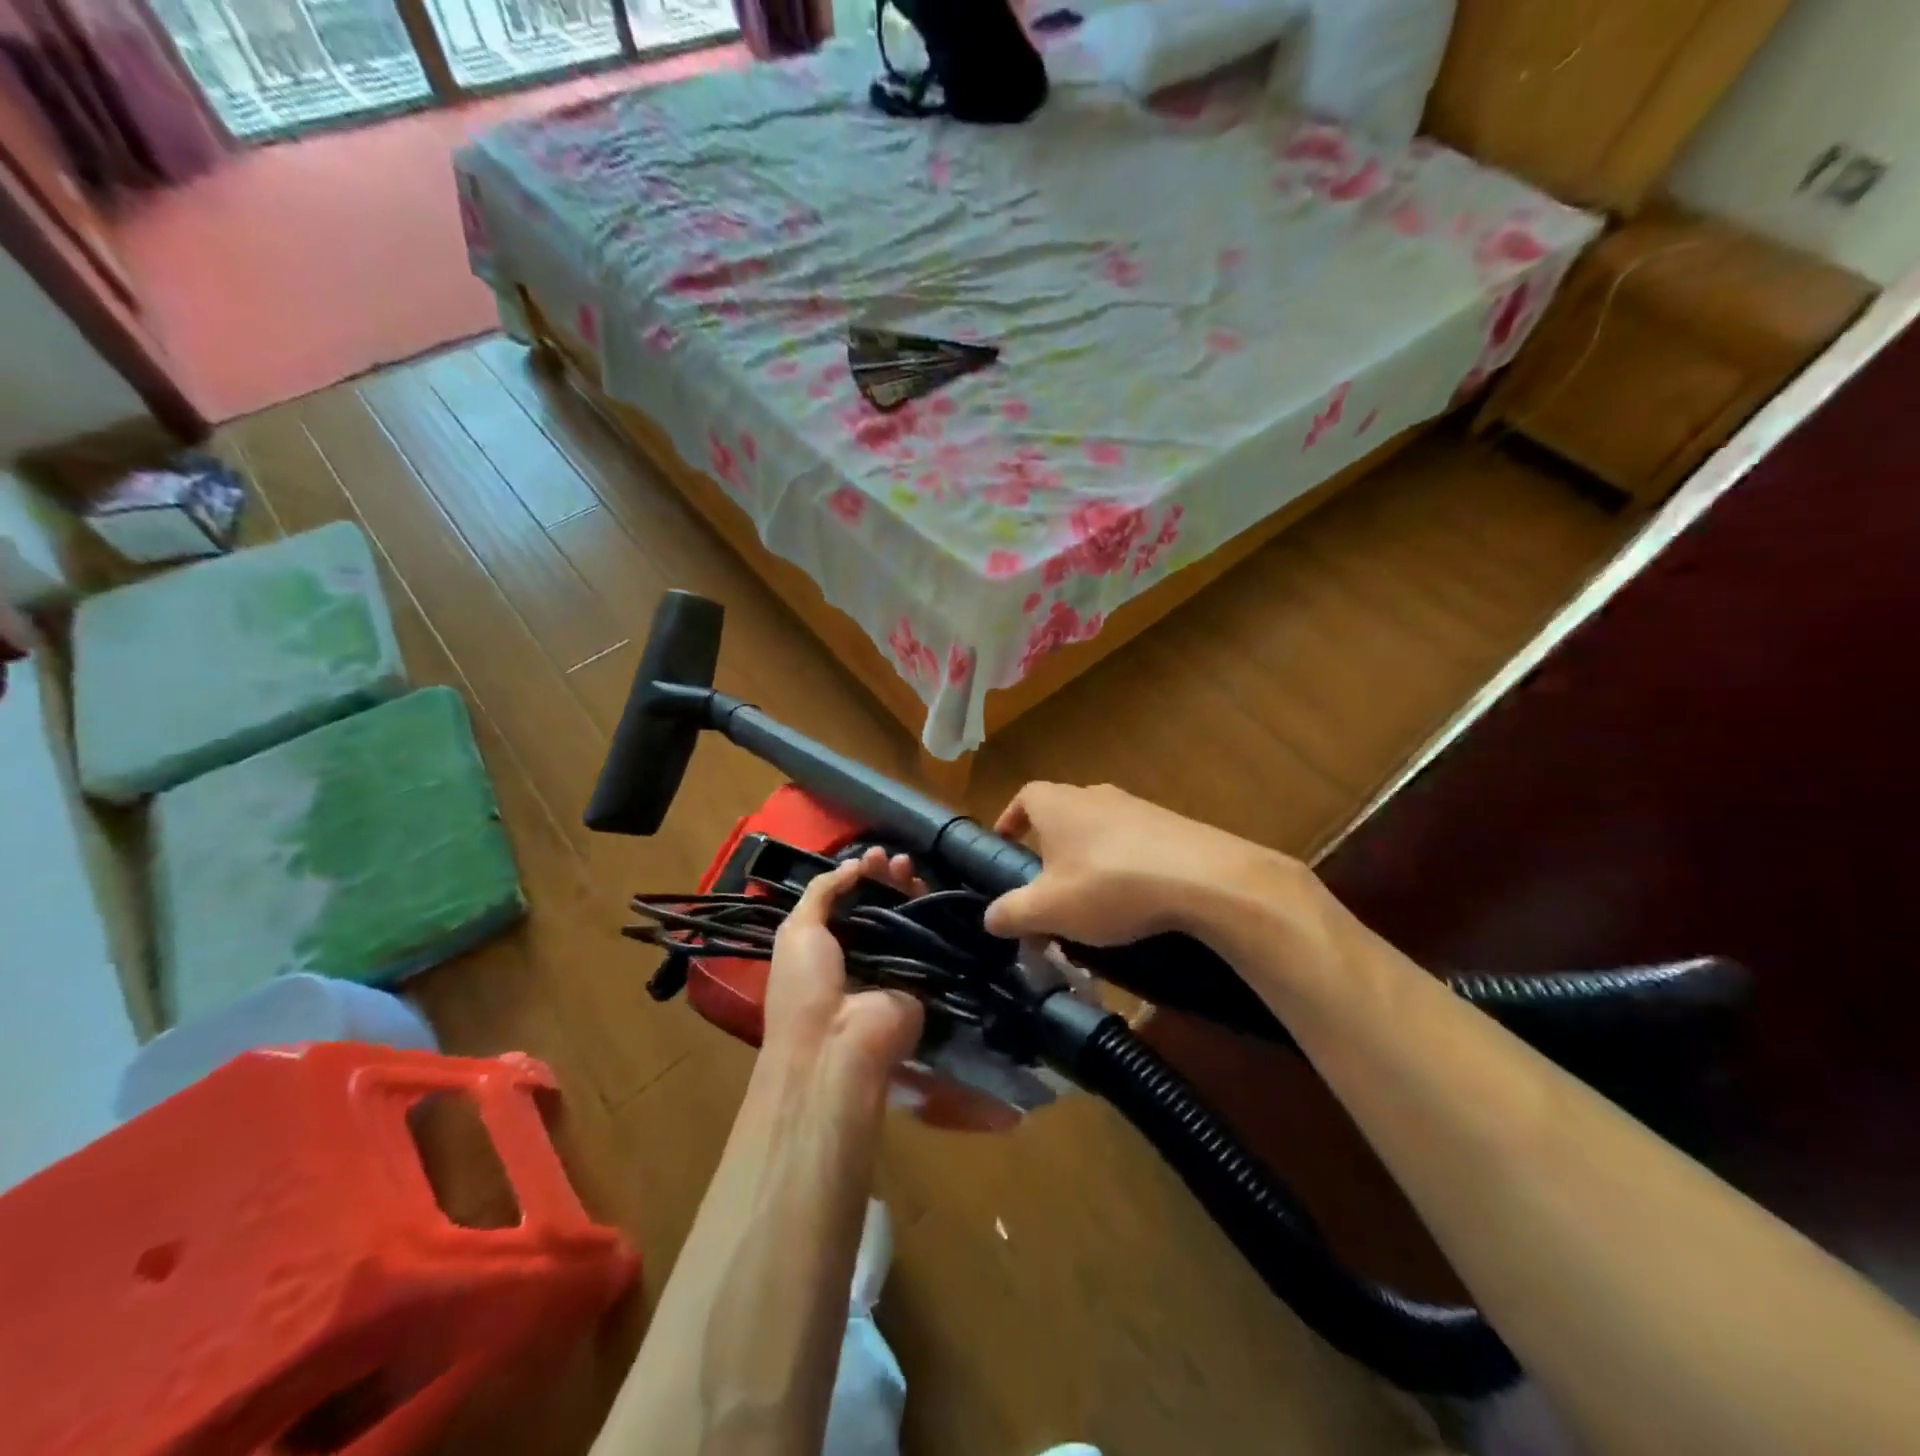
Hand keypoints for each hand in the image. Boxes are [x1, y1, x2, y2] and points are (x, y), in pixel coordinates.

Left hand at [763, 851, 924, 1076]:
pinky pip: (929, 937)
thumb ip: (821, 891)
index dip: (860, 876)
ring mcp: (894, 963)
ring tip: (907, 866)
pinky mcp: (922, 975)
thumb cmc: (805, 986)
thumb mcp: (797, 930)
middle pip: (881, 903)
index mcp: (827, 945)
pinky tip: (926, 888)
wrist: (837, 1044)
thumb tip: (852, 864)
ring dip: (907, 886)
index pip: (850, 900)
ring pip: (907, 915)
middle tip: (891, 858)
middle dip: (886, 877)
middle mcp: (862, 952)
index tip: (870, 857)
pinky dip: (929, 910)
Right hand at [983, 782, 1306, 945]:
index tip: (1005, 842)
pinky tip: (1134, 899)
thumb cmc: (1108, 885)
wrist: (1203, 878)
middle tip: (1047, 882)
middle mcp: (1096, 795)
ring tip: (1091, 899)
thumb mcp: (1049, 909)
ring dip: (1090, 857)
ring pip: (1101, 828)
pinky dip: (1126, 865)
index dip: (1011, 818)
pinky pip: (1136, 842)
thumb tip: (989, 917)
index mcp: (1058, 804)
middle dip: (1052, 844)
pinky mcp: (1173, 826)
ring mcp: (1138, 807)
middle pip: (1064, 812)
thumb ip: (1012, 912)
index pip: (1025, 797)